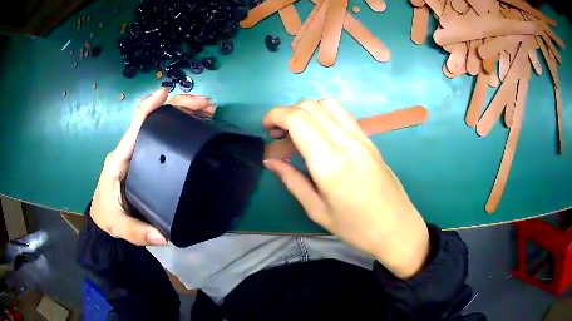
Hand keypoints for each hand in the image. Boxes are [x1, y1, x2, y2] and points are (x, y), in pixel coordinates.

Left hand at [90, 88, 214, 245]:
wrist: (104, 219)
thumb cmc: (109, 217)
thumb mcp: (120, 227)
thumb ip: (138, 232)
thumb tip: (163, 235)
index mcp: (120, 159)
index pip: (136, 126)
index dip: (150, 106)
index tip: (167, 93)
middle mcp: (129, 149)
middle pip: (152, 118)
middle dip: (177, 106)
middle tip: (205, 105)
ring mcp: (136, 152)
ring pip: (158, 123)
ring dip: (181, 112)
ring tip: (207, 111)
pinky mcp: (143, 157)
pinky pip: (160, 135)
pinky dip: (178, 126)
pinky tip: (195, 125)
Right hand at [263, 98, 429, 277]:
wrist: (396, 228)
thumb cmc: (355, 228)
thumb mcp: (317, 210)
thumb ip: (292, 180)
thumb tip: (270, 160)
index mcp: (329, 163)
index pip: (298, 119)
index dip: (276, 115)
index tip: (266, 128)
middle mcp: (346, 142)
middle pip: (311, 106)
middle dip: (287, 111)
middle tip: (279, 133)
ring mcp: (361, 138)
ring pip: (328, 104)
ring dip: (307, 110)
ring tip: (299, 130)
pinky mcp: (369, 140)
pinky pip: (343, 114)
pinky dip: (324, 114)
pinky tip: (320, 133)